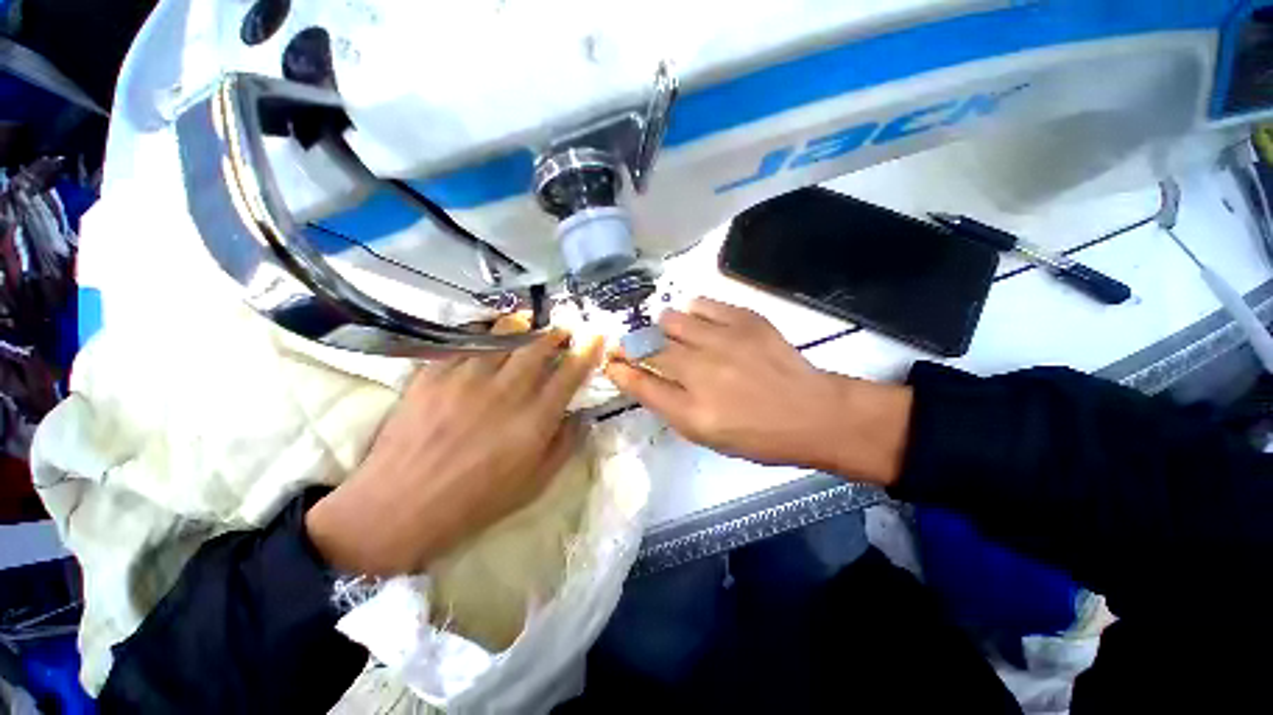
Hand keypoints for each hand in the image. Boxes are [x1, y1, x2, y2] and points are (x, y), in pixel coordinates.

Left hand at [306, 327, 603, 575]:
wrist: (399, 508)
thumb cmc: (475, 501)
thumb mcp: (534, 484)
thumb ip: (565, 446)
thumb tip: (582, 416)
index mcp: (534, 419)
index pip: (570, 374)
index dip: (587, 352)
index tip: (596, 336)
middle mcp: (506, 391)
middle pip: (538, 347)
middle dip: (555, 333)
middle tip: (561, 329)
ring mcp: (467, 378)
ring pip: (502, 337)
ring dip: (521, 326)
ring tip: (527, 321)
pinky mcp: (433, 375)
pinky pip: (463, 342)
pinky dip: (481, 334)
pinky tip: (486, 335)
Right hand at [604, 298, 911, 484]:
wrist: (812, 412)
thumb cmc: (757, 434)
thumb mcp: (707, 435)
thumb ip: (669, 406)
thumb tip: (640, 378)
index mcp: (692, 411)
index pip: (640, 383)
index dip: (620, 369)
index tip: (611, 361)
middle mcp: (701, 373)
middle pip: (648, 347)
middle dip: (634, 345)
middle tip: (638, 346)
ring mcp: (723, 341)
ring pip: (669, 320)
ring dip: (663, 328)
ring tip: (675, 336)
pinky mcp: (744, 320)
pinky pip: (701, 303)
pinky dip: (692, 312)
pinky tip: (700, 323)